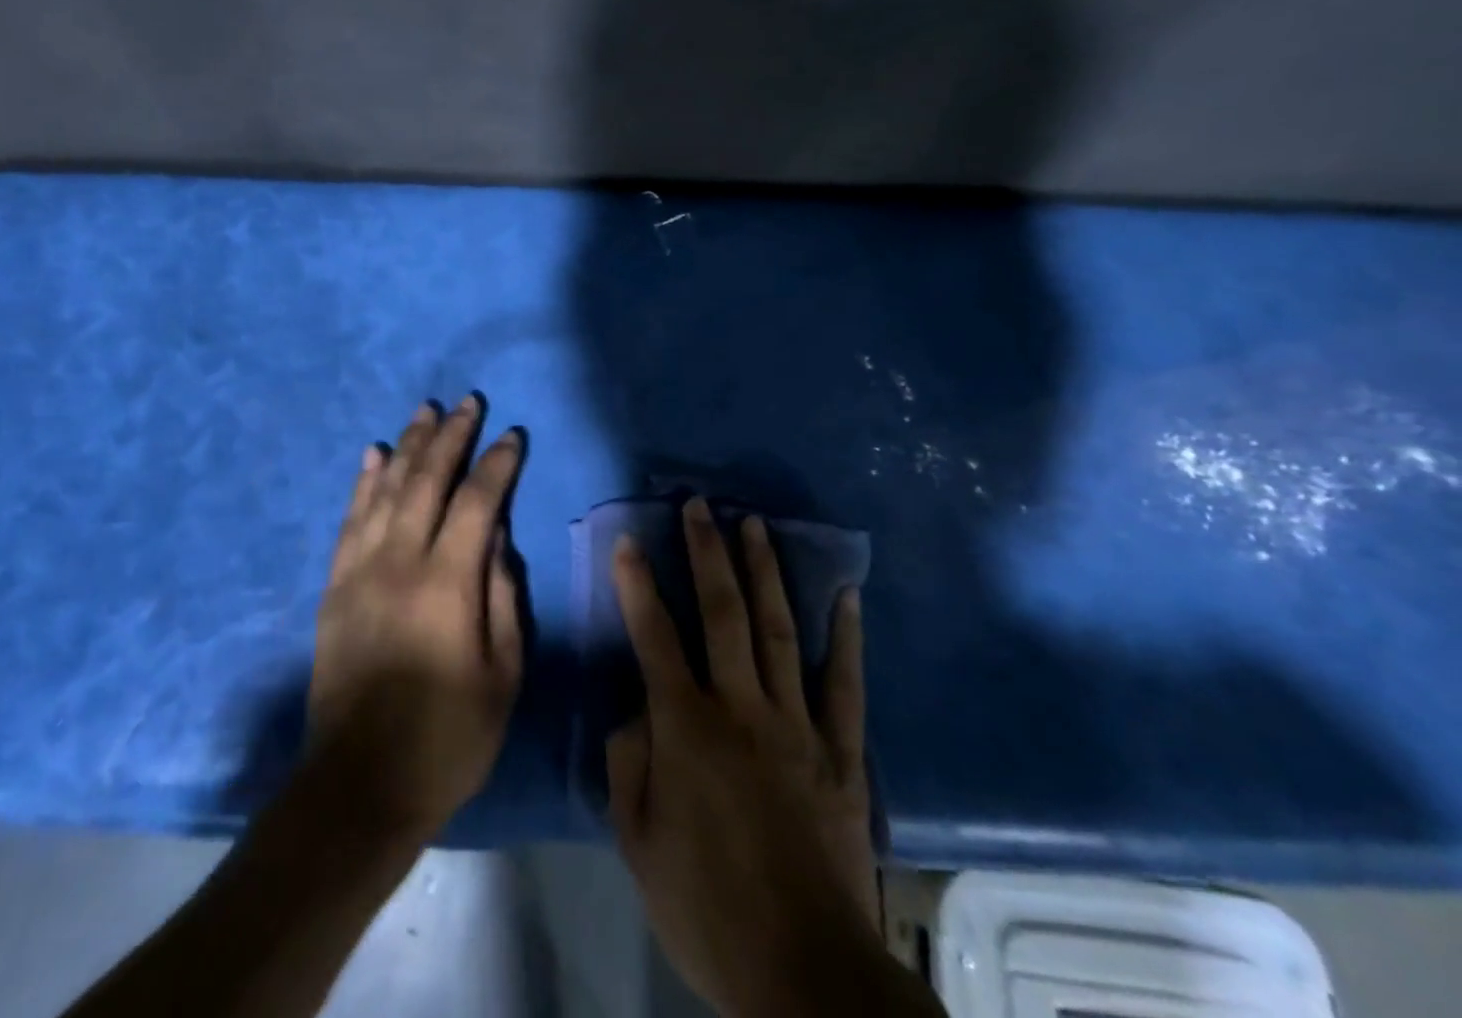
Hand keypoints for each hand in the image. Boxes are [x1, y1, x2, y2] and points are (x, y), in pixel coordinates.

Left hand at [304, 396, 523, 844]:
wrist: (359, 784)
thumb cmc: (447, 738)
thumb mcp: (503, 676)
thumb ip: (504, 598)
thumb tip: (499, 540)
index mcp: (447, 584)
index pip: (477, 502)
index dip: (496, 464)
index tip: (511, 435)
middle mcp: (400, 562)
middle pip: (427, 480)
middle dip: (450, 436)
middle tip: (467, 402)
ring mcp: (360, 570)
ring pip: (386, 489)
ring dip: (408, 445)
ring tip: (425, 411)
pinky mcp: (335, 586)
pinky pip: (350, 519)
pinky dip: (364, 482)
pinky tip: (373, 454)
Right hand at [608, 498, 904, 1016]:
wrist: (806, 974)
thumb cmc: (707, 907)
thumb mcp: (638, 842)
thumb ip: (628, 763)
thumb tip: (636, 710)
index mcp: (686, 726)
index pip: (654, 636)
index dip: (637, 585)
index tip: (628, 541)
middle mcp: (741, 707)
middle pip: (722, 612)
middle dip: (707, 552)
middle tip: (701, 505)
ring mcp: (796, 724)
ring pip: (778, 630)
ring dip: (764, 572)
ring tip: (755, 524)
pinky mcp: (840, 751)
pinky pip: (844, 683)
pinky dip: (846, 636)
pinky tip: (846, 595)